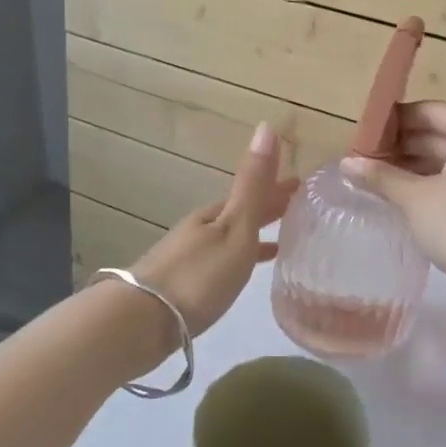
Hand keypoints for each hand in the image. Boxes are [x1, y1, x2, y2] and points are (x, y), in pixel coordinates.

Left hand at [133, 123, 296, 336]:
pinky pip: (222, 260)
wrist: (141, 321)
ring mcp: (189, 255)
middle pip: (240, 213)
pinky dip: (239, 258)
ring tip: (281, 241)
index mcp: (215, 214)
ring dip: (255, 233)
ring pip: (230, 237)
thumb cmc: (198, 276)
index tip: (304, 184)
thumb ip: (252, 185)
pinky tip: (243, 273)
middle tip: (299, 207)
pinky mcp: (183, 284)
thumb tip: (266, 126)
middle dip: (268, 207)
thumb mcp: (233, 228)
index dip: (278, 188)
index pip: (254, 193)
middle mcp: (201, 229)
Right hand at [341, 102, 445, 299]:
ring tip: (377, 178)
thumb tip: (346, 164)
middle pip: (439, 133)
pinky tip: (406, 194)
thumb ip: (380, 176)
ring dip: (415, 166)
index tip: (361, 137)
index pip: (426, 111)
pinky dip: (435, 181)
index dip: (391, 123)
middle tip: (364, 160)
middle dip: (401, 146)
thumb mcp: (415, 199)